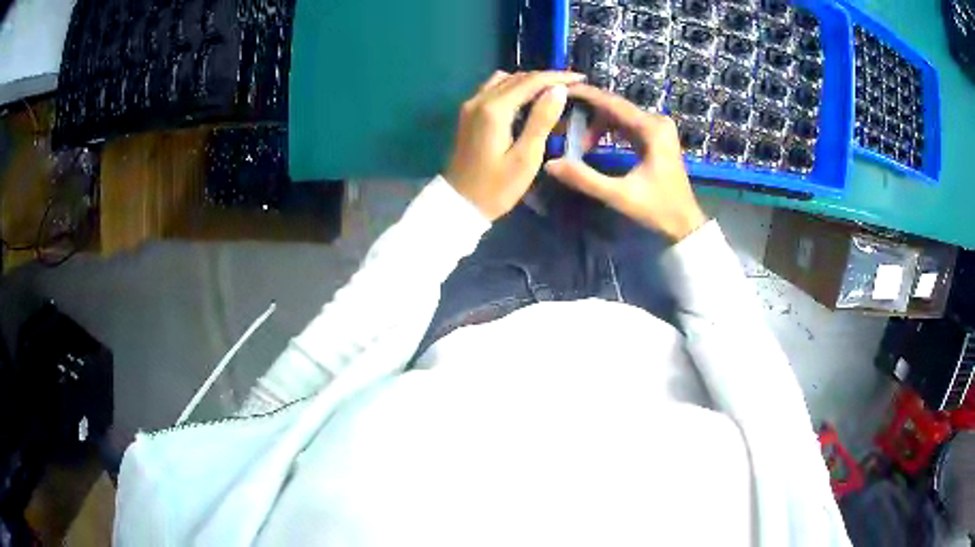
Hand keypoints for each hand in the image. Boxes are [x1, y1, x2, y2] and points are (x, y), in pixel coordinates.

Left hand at [445, 71, 583, 219]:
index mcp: (494, 109)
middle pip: (517, 77)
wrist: (459, 204)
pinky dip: (514, 88)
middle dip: (545, 78)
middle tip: (571, 85)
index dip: (557, 77)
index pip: (530, 81)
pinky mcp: (468, 114)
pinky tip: (527, 101)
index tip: (580, 78)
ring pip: (504, 80)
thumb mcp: (526, 157)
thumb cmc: (496, 188)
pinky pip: (494, 90)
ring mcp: (471, 106)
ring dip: (529, 82)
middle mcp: (479, 100)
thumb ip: (542, 120)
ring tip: (552, 92)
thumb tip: (558, 90)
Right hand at [544, 84, 706, 241]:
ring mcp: (657, 128)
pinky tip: (592, 144)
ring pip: (618, 115)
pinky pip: (625, 124)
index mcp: (652, 128)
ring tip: (577, 144)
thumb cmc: (658, 209)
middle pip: (613, 106)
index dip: (584, 95)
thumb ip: (585, 178)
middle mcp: (656, 121)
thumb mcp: (619, 196)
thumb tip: (550, 164)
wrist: (685, 224)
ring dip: (596, 125)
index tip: (558, 91)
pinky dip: (607, 130)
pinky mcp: (655, 136)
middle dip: (586, 114)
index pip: (611, 102)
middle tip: (560, 124)